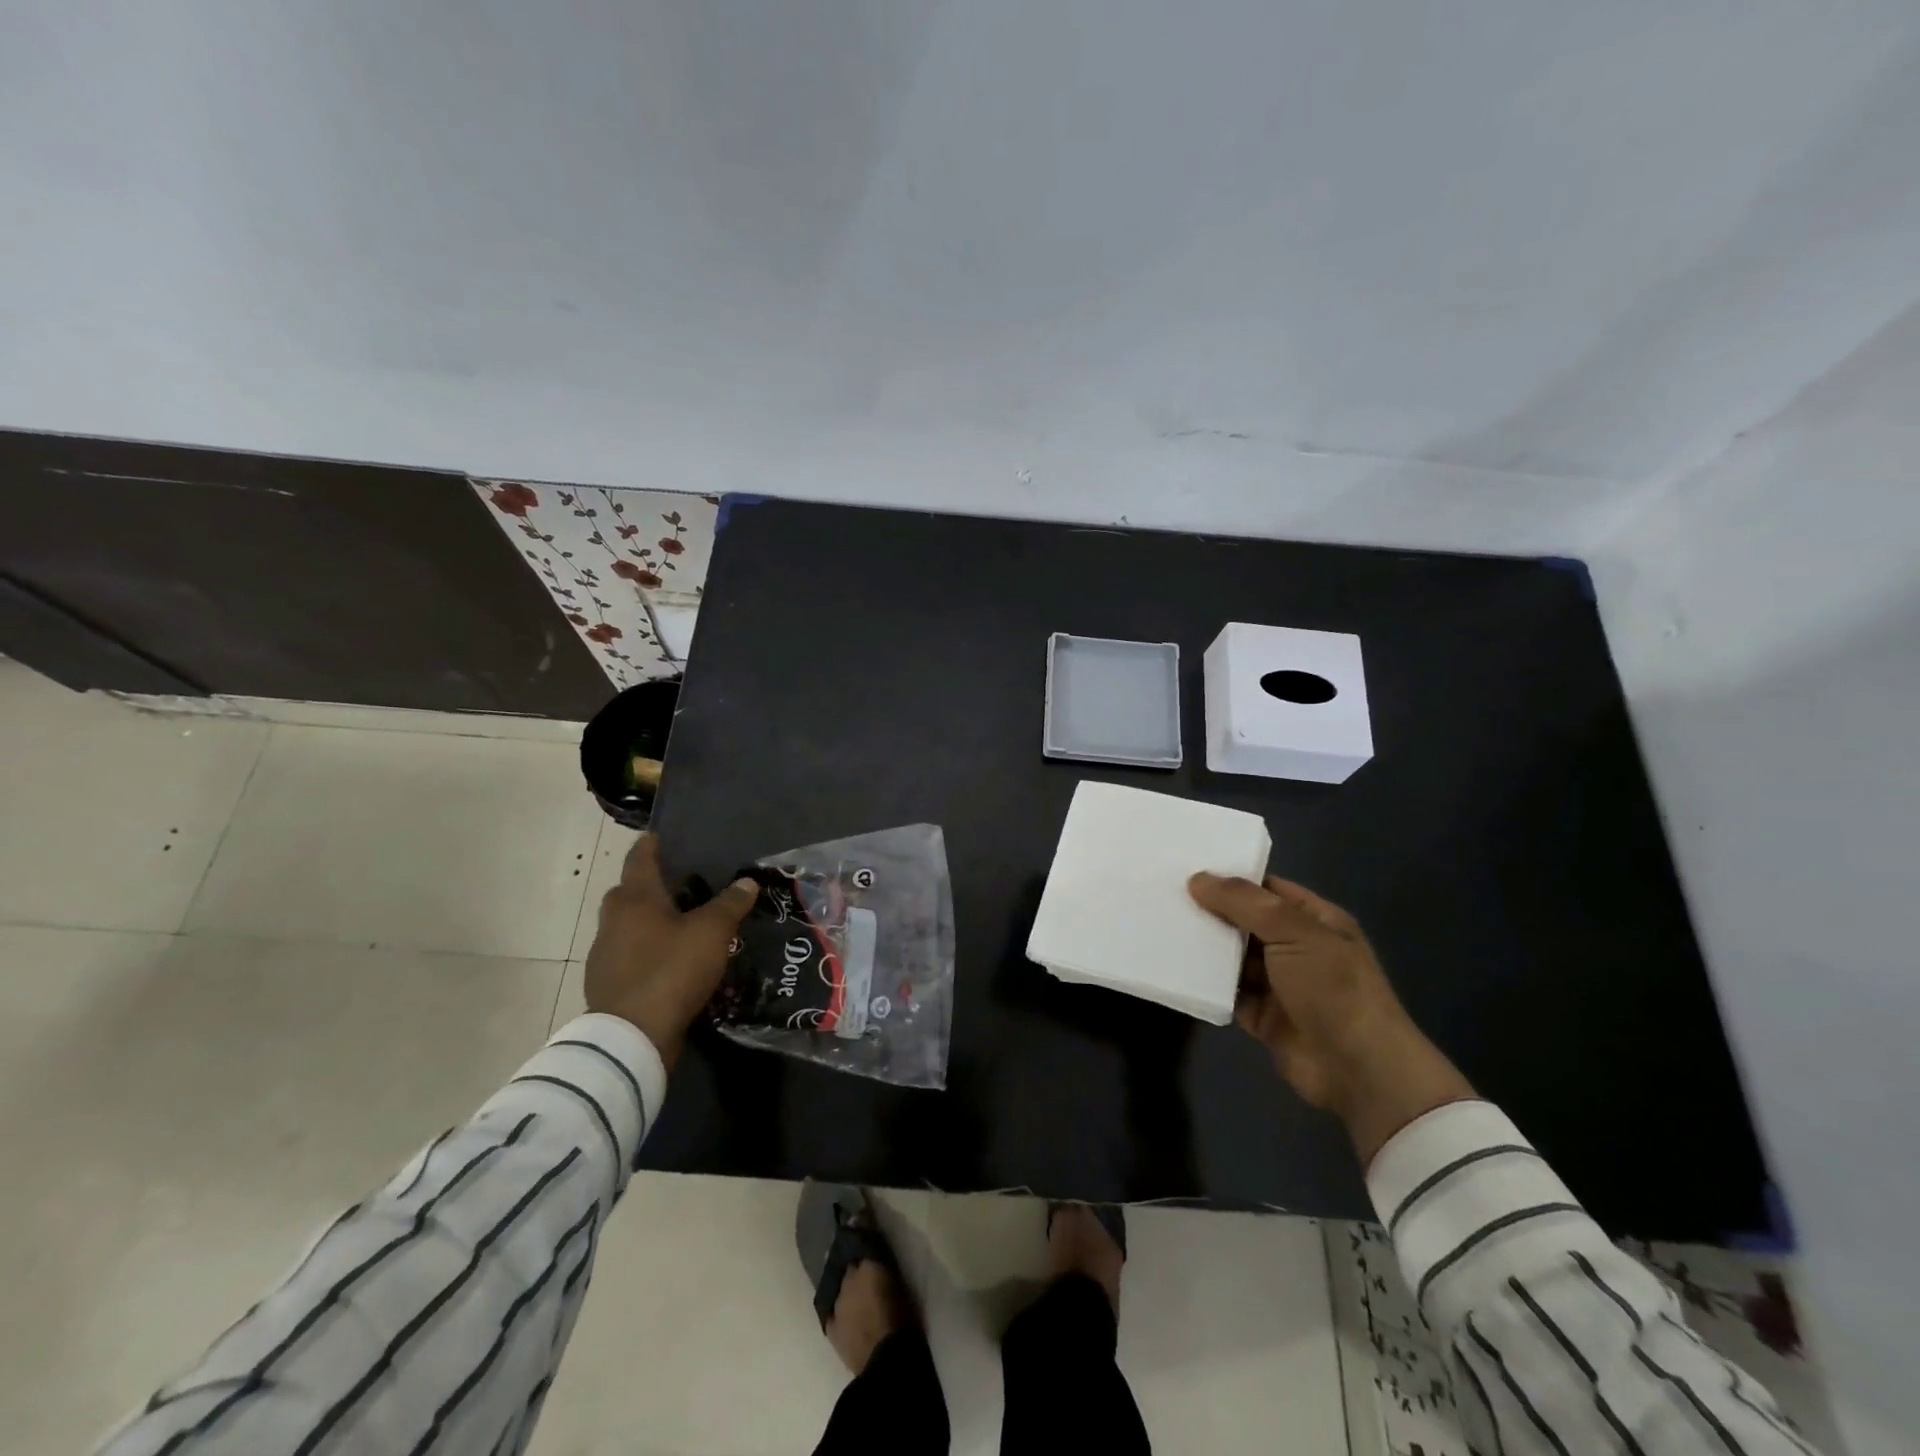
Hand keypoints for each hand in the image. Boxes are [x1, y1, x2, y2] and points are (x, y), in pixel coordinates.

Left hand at [584, 834, 757, 1068]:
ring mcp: (604, 954)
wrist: (631, 1037)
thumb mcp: (711, 932)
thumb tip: (747, 881)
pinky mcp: (607, 984)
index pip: (640, 859)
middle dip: (649, 885)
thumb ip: (730, 904)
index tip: (659, 835)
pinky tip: (667, 960)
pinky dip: (645, 950)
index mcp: (635, 899)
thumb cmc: (670, 969)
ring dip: (647, 921)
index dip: (651, 845)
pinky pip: (628, 955)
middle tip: (679, 883)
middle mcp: (613, 920)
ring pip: (626, 925)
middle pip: (628, 892)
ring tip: (678, 923)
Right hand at [1187, 873, 1474, 1165]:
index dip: (1231, 879)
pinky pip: (1227, 992)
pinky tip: (1173, 967)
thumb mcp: (1293, 931)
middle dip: (1211, 911)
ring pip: (1233, 958)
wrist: (1357, 1070)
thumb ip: (1244, 903)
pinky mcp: (1262, 1017)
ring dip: (1204, 948)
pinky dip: (1206, 983)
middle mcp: (1297, 948)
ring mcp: (1279, 984)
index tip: (1187, 867)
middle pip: (1246, 923)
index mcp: (1315, 921)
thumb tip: (1197, 879)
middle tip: (1162, 894)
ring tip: (1160, 925)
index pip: (1267, 890)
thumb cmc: (1333, 987)